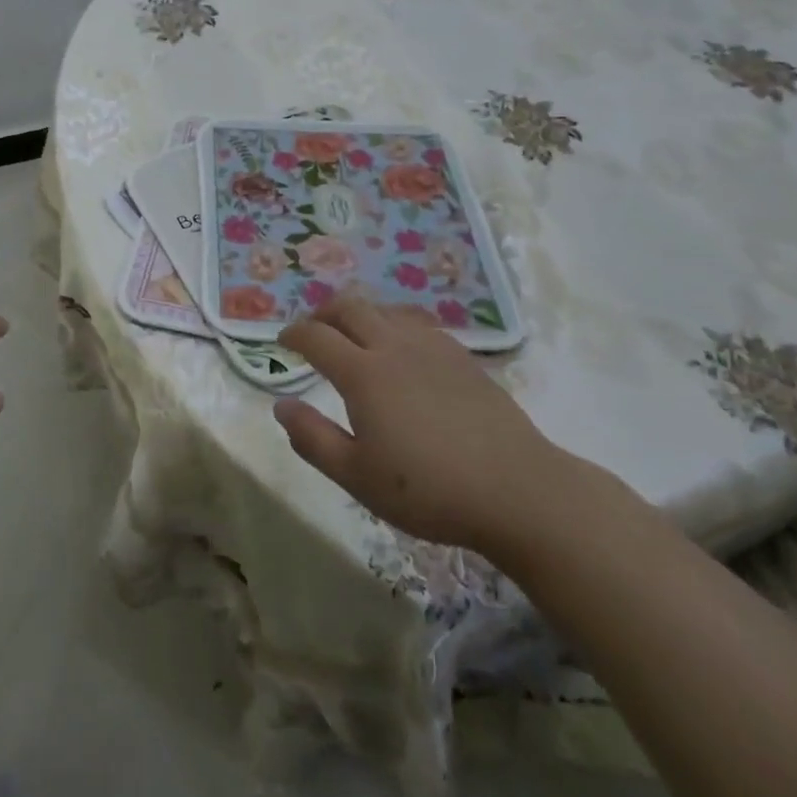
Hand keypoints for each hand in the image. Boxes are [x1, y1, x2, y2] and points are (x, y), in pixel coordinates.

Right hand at [272, 292, 588, 559]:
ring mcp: (431, 346)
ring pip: (385, 308)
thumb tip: (281, 405)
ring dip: (360, 313)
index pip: (316, 336)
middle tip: (313, 330)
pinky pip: (416, 322)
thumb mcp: (357, 477)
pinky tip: (401, 347)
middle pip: (350, 306)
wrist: (516, 490)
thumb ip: (313, 439)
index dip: (294, 333)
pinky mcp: (461, 356)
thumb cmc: (428, 490)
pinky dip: (394, 323)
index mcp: (363, 373)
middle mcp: (393, 346)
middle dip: (323, 312)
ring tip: (353, 334)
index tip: (282, 342)